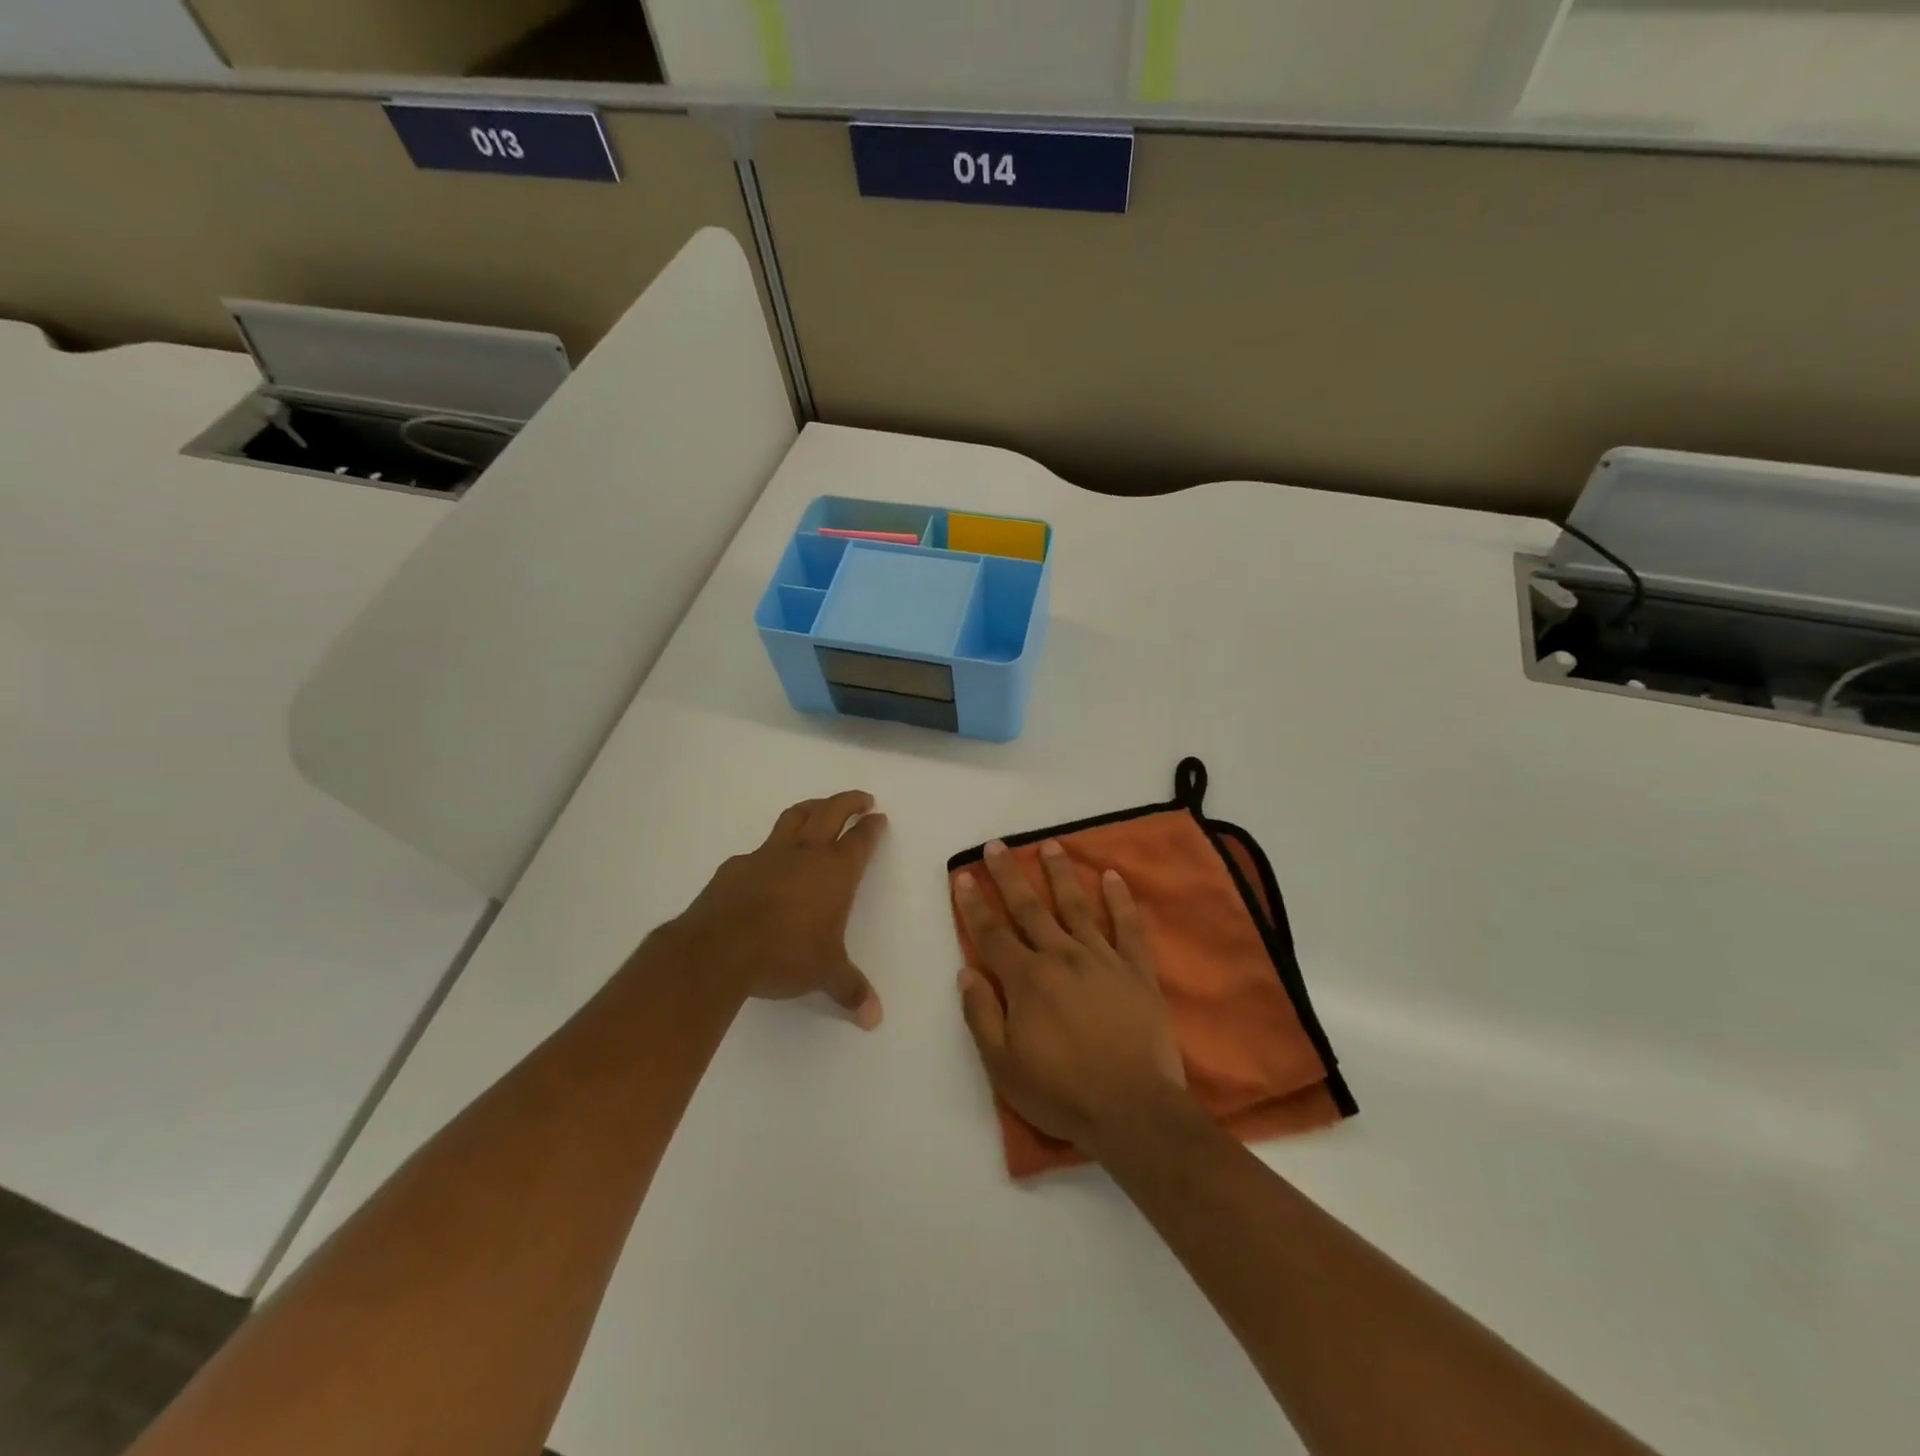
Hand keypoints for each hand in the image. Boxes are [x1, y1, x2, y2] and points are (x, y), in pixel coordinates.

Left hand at [664, 791, 886, 1027]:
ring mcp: (768, 855)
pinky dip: (771, 848)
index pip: (860, 839)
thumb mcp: (825, 974)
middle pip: (830, 811)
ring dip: (811, 807)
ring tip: (819, 807)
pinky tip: (768, 864)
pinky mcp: (736, 866)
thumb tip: (874, 1018)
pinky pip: (759, 849)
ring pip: (794, 816)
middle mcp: (805, 854)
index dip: (872, 827)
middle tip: (861, 799)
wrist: (720, 948)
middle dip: (848, 801)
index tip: (879, 818)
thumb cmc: (786, 954)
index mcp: (835, 871)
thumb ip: (850, 989)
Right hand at [954, 838, 1188, 1156]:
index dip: (974, 904)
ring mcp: (1101, 960)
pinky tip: (1112, 876)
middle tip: (997, 845)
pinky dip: (1119, 900)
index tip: (964, 875)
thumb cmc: (1061, 1092)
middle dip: (1009, 875)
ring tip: (1049, 845)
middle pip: (1029, 909)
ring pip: (1076, 906)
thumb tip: (965, 971)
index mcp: (1026, 980)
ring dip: (1060, 874)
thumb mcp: (1003, 1066)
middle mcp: (1061, 957)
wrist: (1133, 1110)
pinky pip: (1127, 927)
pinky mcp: (1136, 971)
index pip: (992, 934)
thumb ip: (981, 1015)